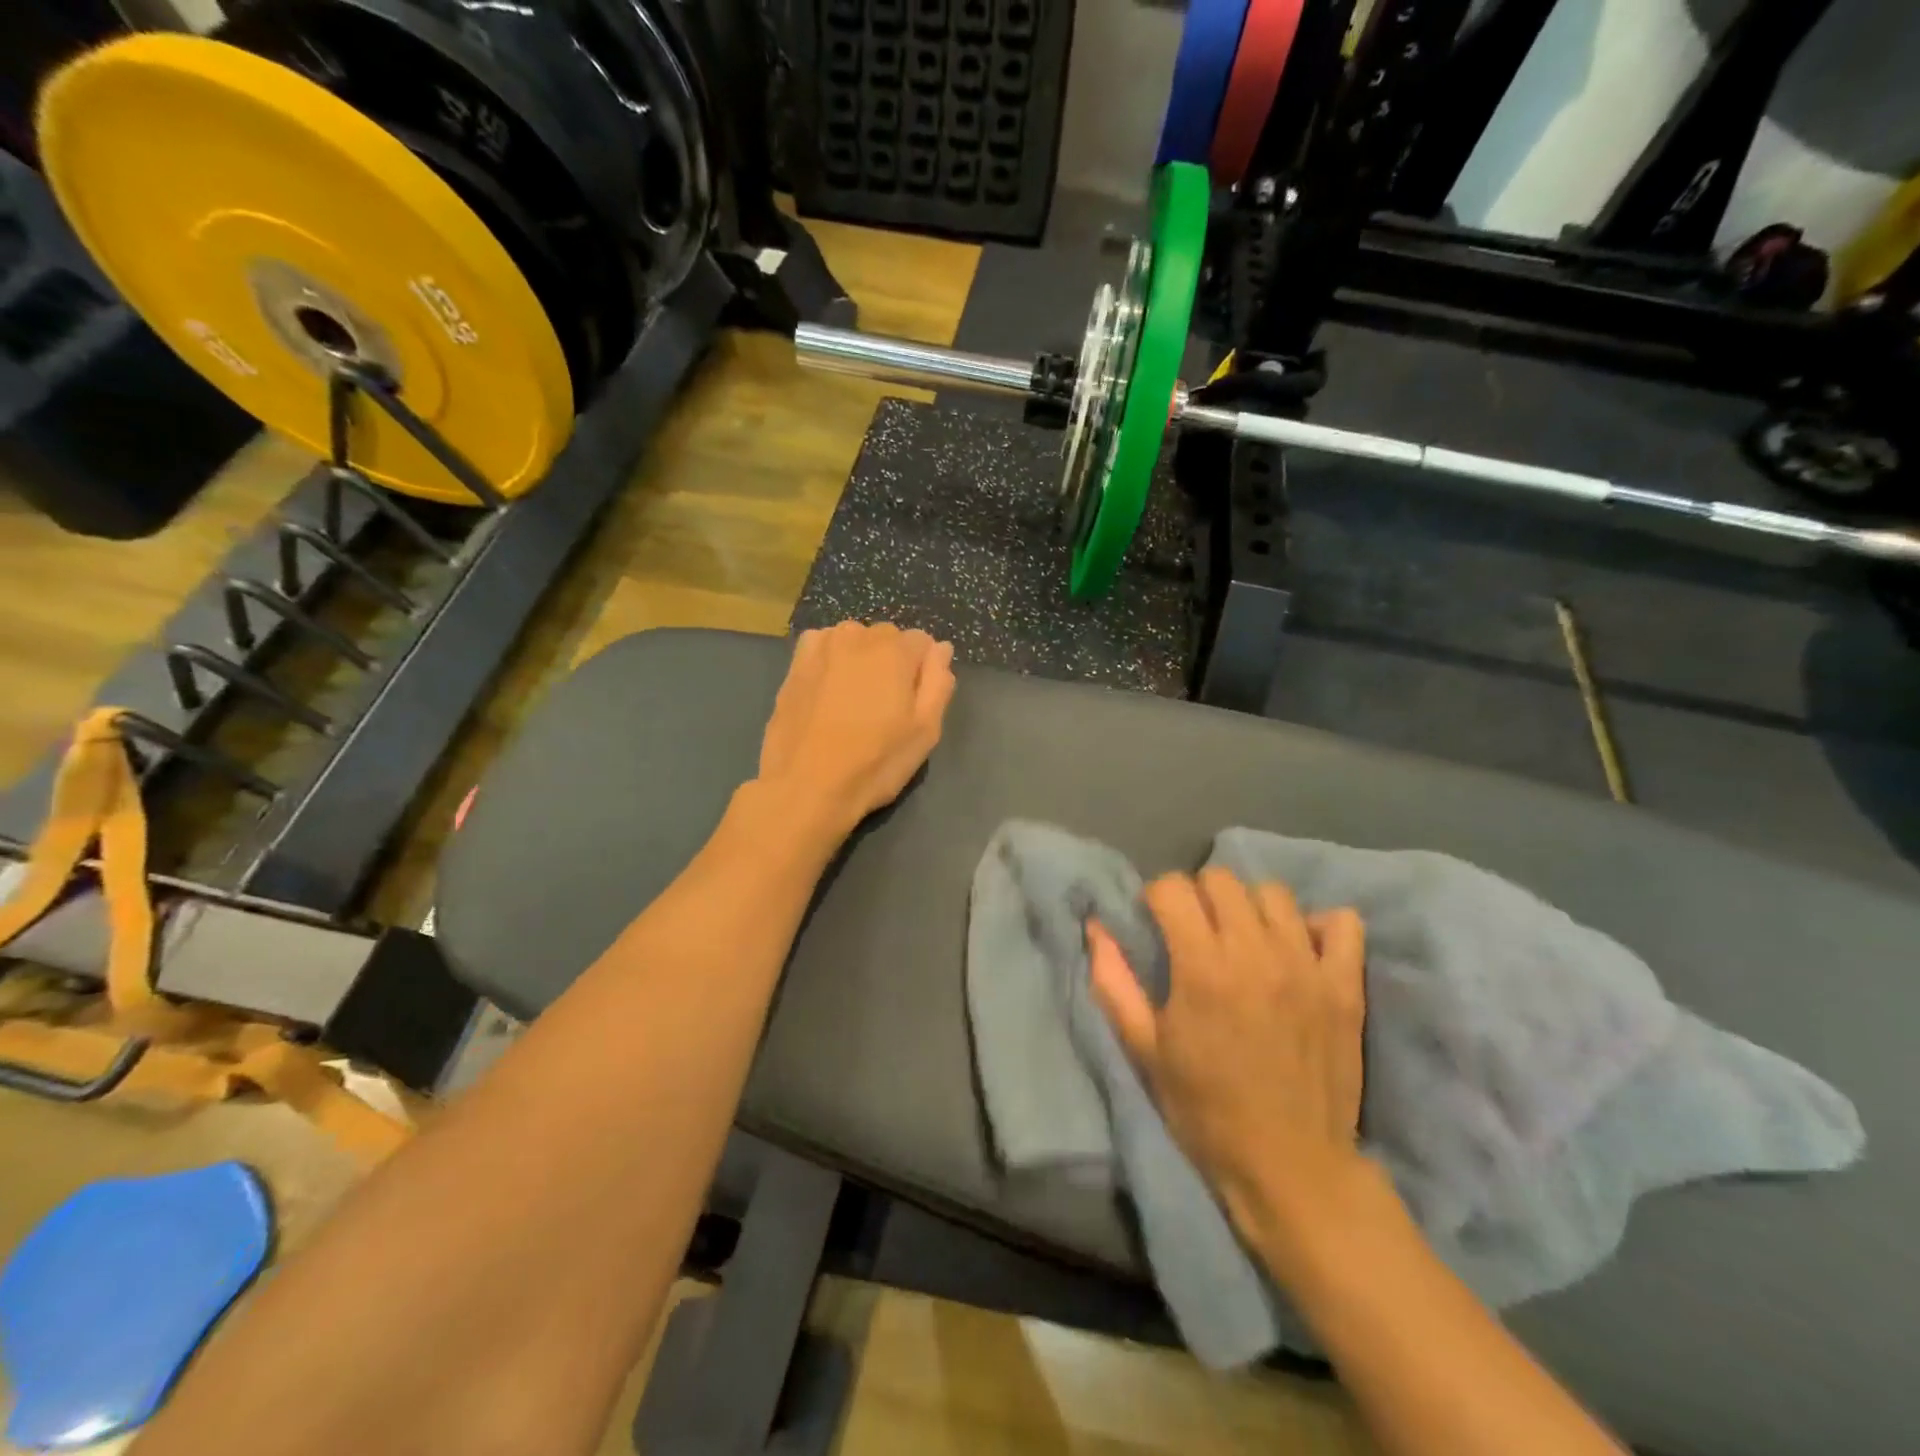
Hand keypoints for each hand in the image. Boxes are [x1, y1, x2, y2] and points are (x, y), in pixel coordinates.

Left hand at [754, 622, 955, 836]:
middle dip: (892, 663)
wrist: (806, 785)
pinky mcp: (795, 664)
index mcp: (896, 650)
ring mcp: (822, 647)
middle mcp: (858, 636)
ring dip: (861, 659)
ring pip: (854, 639)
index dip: (923, 672)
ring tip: (854, 700)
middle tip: (884, 707)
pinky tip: (827, 688)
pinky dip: (831, 658)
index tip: (913, 704)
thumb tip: (941, 649)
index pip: (922, 642)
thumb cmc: (875, 762)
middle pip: (888, 638)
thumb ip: (938, 682)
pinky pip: (822, 645)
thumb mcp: (925, 731)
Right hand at [1090, 869, 1368, 1256]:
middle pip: (1222, 879)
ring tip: (1244, 938)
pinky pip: (1341, 923)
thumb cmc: (1206, 1109)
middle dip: (1199, 895)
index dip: (1155, 898)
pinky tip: (1299, 948)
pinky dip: (1318, 925)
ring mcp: (1307, 965)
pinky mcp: (1346, 985)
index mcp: (1202, 967)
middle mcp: (1256, 952)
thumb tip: (1095, 926)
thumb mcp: (1145, 1049)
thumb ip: (1114, 981)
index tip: (1156, 923)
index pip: (1173, 887)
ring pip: (1273, 894)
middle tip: (1196, 930)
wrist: (1291, 1166)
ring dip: (1250, 907)